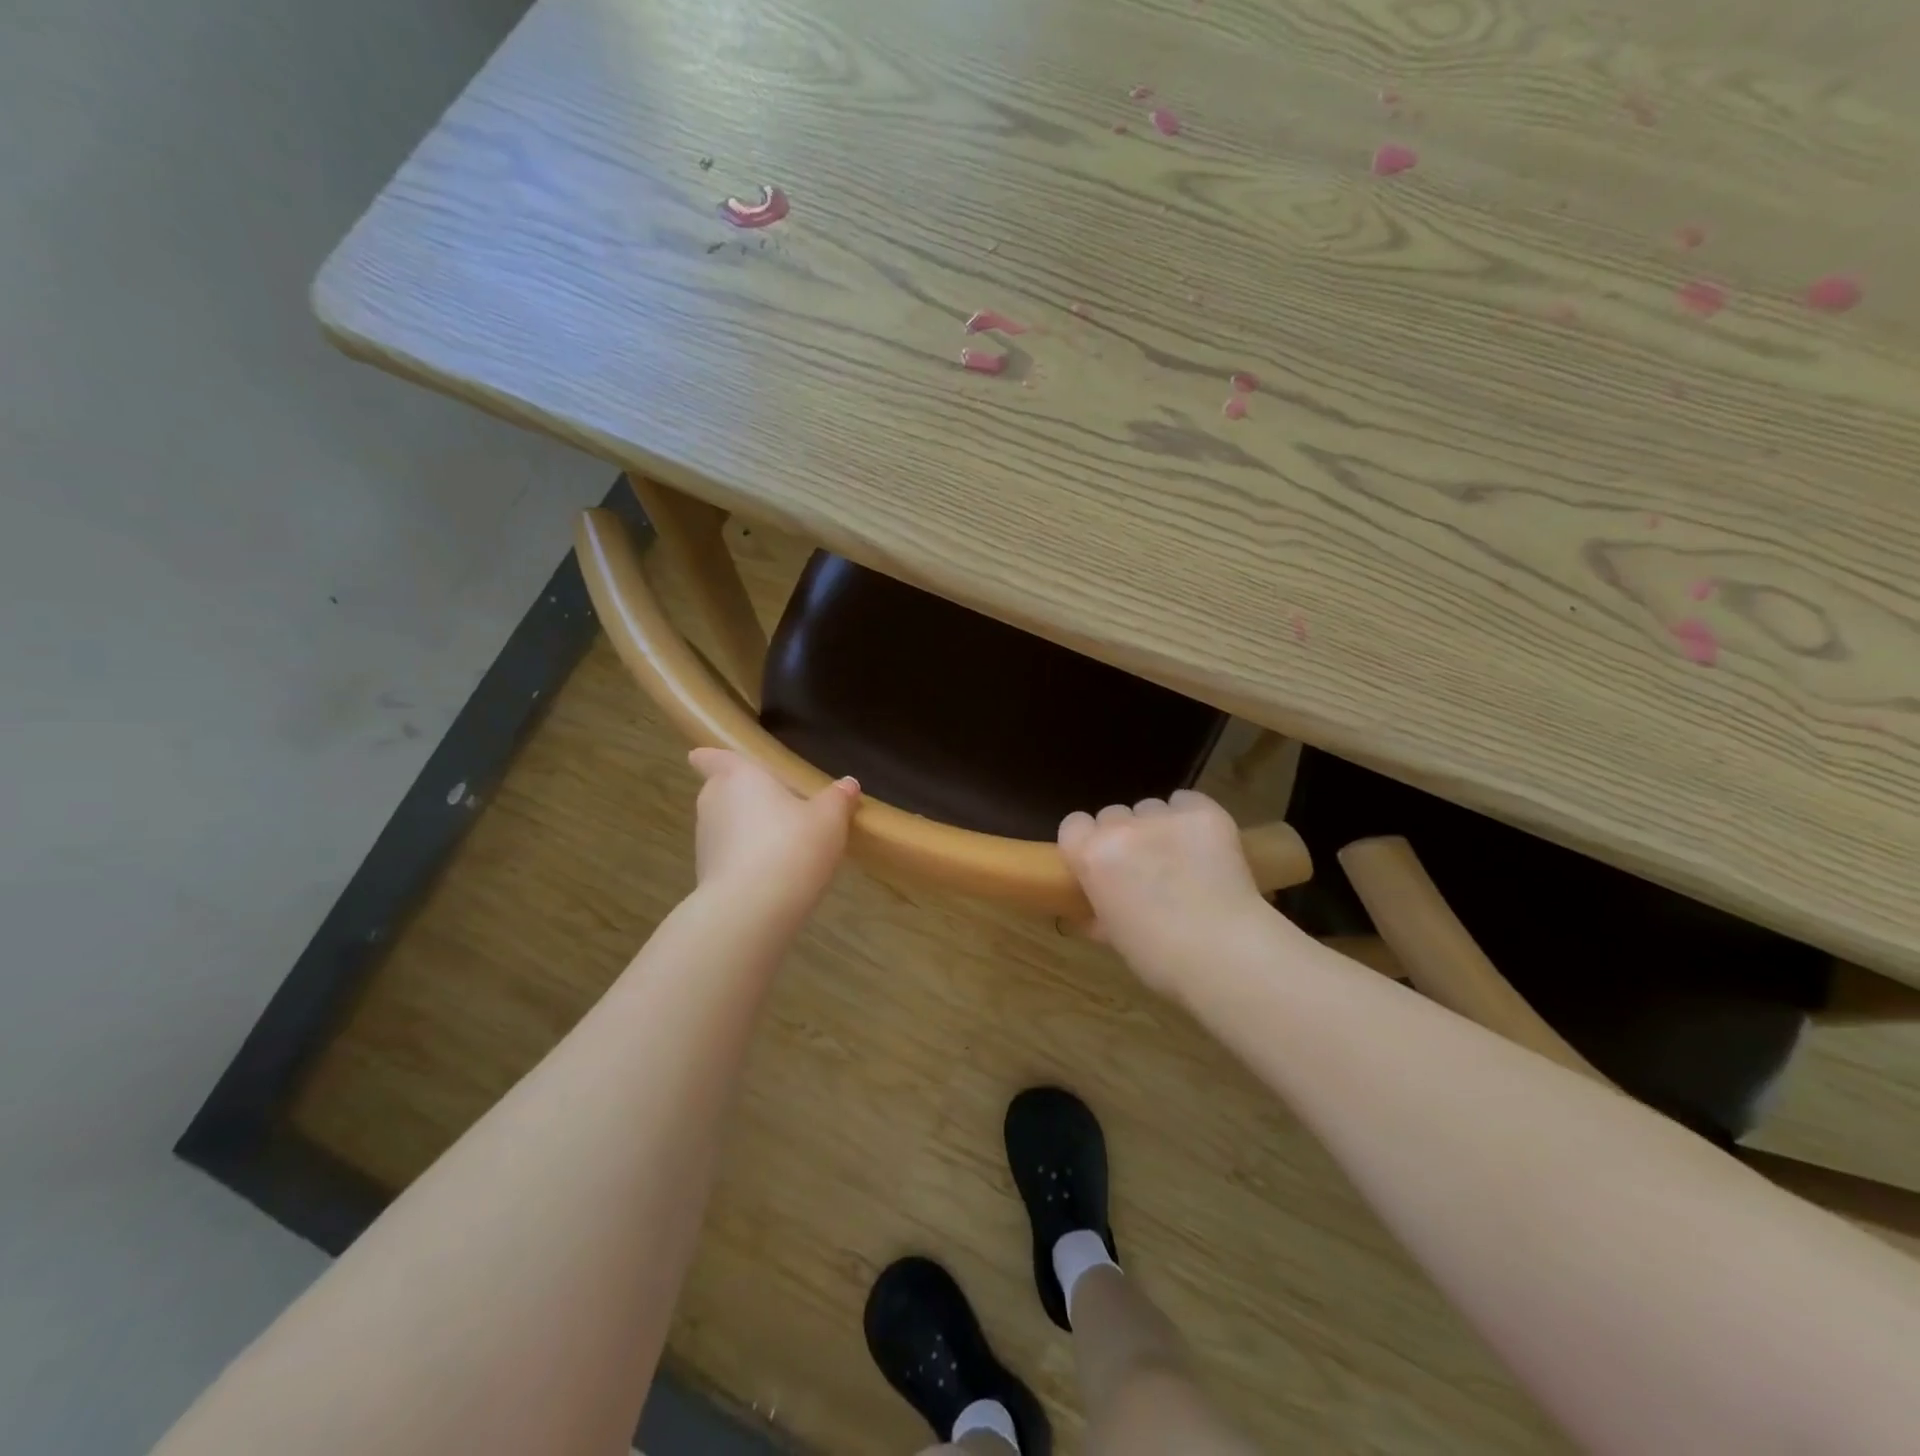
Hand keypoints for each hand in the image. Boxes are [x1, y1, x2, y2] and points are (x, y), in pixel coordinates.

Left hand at [688, 748, 858, 924]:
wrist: (752, 909)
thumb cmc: (792, 846)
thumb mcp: (828, 820)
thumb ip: (837, 799)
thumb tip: (847, 784)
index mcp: (739, 777)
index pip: (714, 758)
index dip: (711, 757)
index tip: (702, 756)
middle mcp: (714, 803)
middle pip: (720, 792)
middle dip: (739, 796)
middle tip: (770, 802)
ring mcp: (705, 842)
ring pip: (724, 826)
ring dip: (744, 831)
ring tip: (779, 842)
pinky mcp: (706, 876)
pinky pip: (728, 857)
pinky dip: (744, 860)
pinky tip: (773, 873)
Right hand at [1059, 791, 1272, 997]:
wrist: (1224, 953)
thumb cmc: (1160, 957)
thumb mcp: (1114, 936)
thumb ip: (1098, 911)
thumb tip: (1093, 911)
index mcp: (1091, 856)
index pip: (1074, 824)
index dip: (1087, 840)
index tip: (1101, 861)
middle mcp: (1122, 828)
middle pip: (1113, 814)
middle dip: (1124, 835)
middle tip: (1145, 866)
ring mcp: (1164, 817)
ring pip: (1151, 808)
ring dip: (1158, 827)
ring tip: (1182, 858)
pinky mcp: (1204, 813)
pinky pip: (1187, 801)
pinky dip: (1191, 817)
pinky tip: (1204, 843)